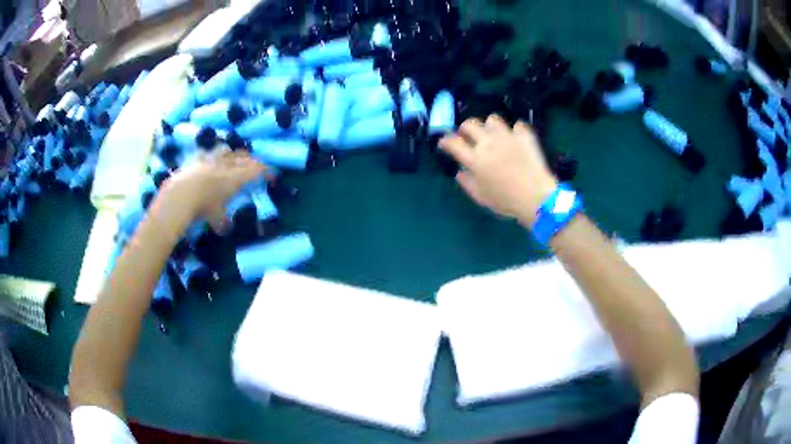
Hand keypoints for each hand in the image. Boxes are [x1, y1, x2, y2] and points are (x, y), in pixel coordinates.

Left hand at [156, 147, 270, 232]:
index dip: (266, 171)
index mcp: (236, 178)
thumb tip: (227, 229)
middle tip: (255, 166)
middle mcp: (226, 165)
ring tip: (233, 158)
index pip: (257, 170)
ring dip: (233, 153)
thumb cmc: (203, 207)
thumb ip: (224, 223)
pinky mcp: (196, 159)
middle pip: (244, 157)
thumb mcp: (217, 220)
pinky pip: (207, 152)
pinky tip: (209, 158)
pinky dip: (212, 154)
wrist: (180, 195)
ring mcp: (211, 159)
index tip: (272, 175)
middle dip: (252, 160)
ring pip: (227, 150)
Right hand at [439, 115, 557, 226]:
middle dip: (465, 128)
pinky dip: (515, 130)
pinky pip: (517, 125)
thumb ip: (467, 182)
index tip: (444, 143)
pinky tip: (516, 138)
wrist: (536, 196)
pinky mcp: (524, 136)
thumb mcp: (481, 197)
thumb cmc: (506, 200)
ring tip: (493, 134)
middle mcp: (488, 142)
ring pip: (492, 119)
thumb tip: (459, 172)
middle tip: (467, 136)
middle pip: (470, 124)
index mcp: (475, 158)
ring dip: (489, 126)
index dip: (446, 140)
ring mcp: (507, 136)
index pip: (453, 142)